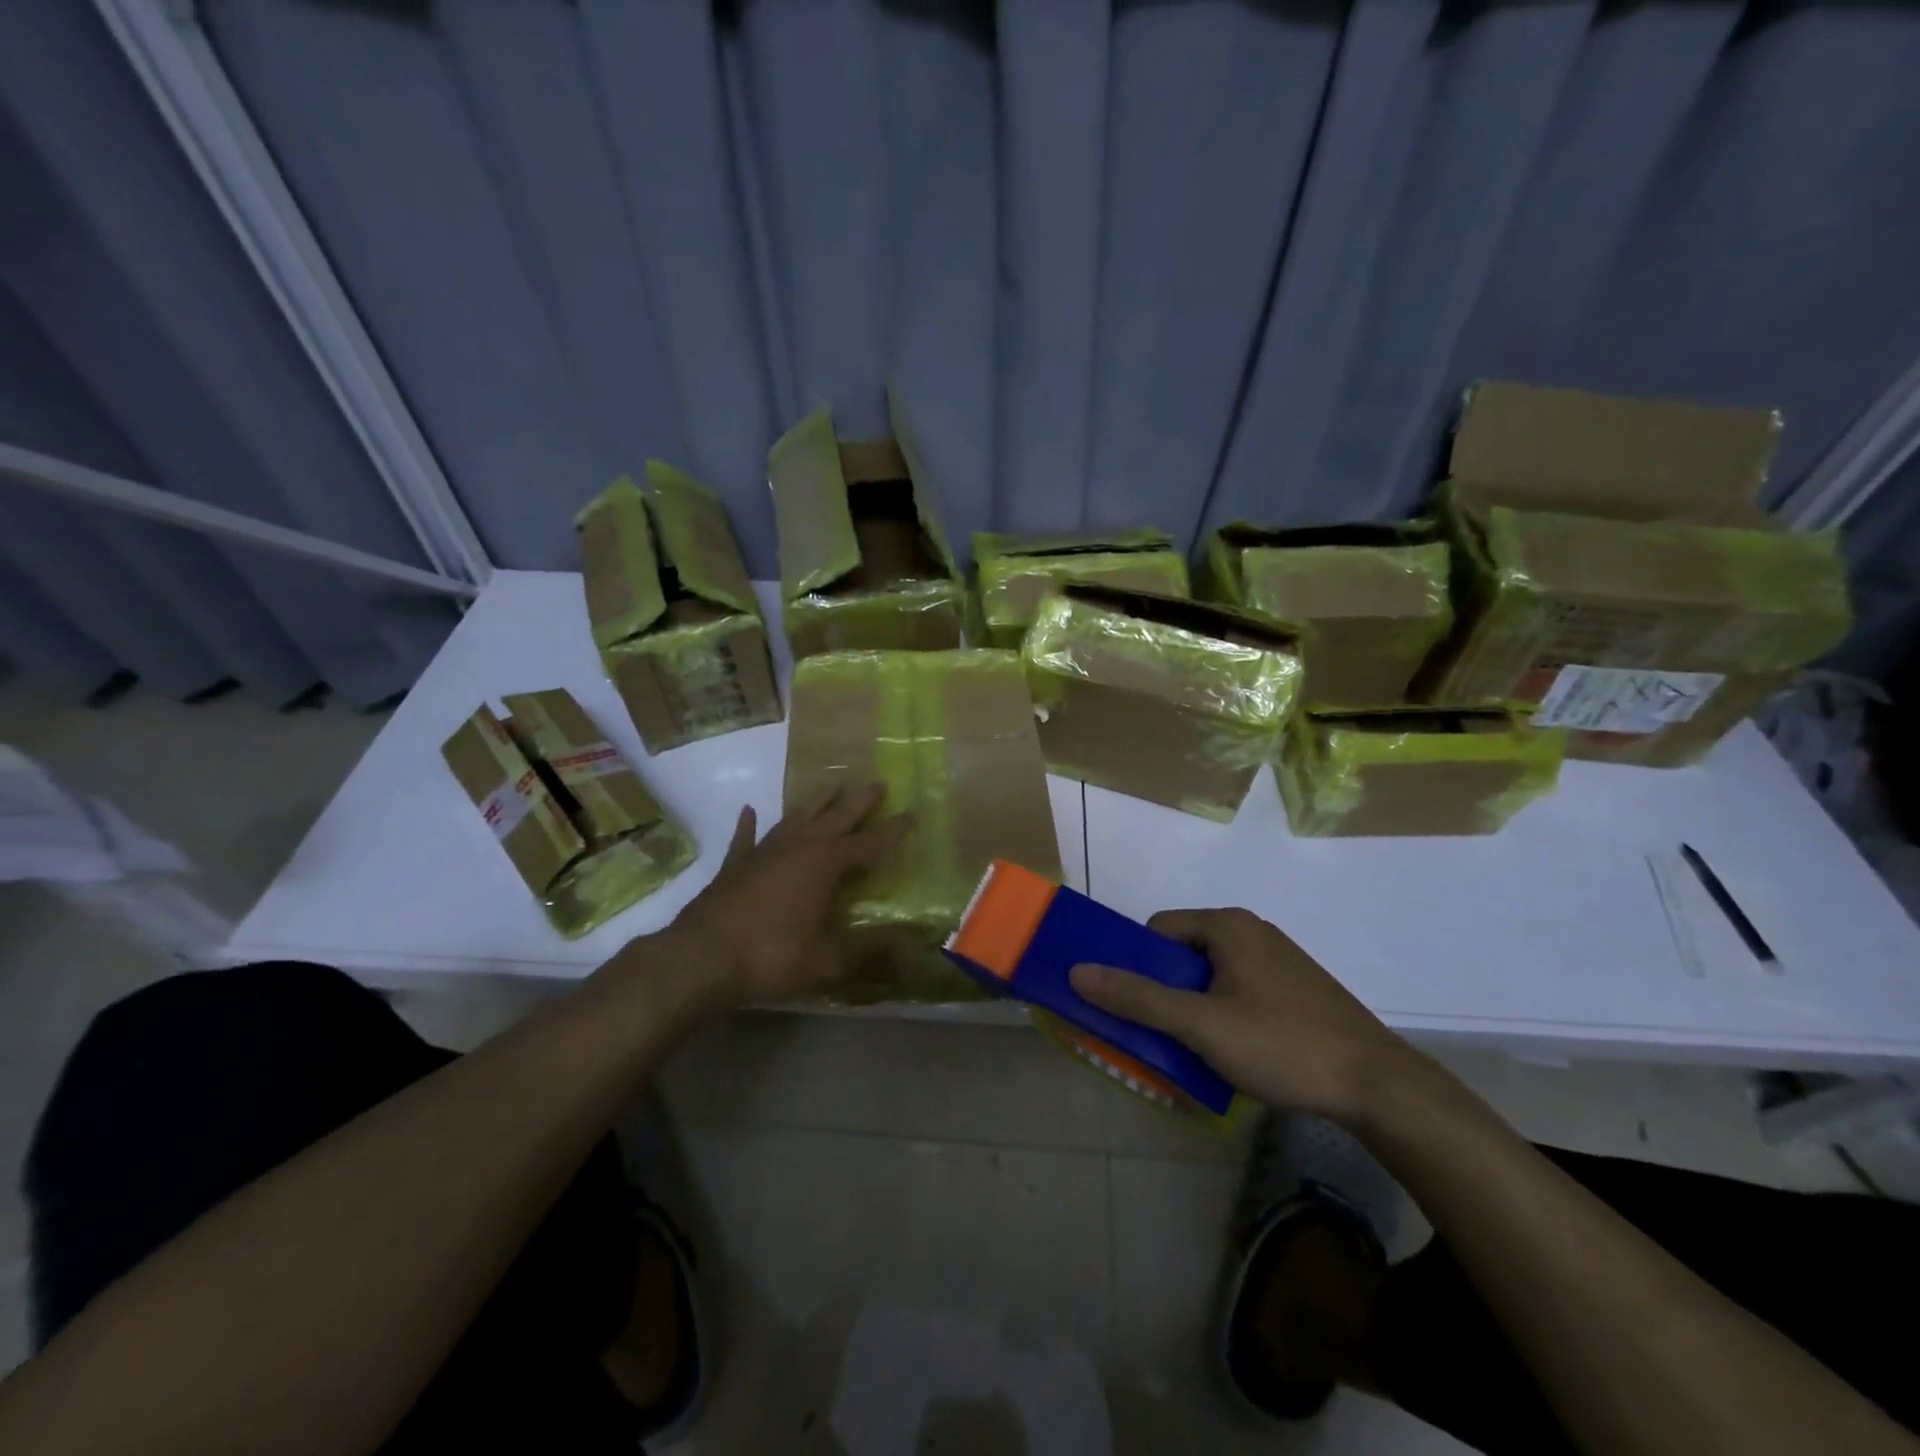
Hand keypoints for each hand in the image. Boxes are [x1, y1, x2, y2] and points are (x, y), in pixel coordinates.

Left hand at [658, 783, 909, 1011]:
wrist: (699, 959)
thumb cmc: (770, 956)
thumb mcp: (827, 960)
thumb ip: (867, 950)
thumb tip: (909, 948)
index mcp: (825, 863)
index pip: (870, 843)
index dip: (894, 831)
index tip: (913, 815)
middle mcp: (798, 846)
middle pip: (836, 816)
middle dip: (859, 801)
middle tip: (877, 783)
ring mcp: (763, 851)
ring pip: (796, 817)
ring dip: (816, 802)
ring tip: (832, 786)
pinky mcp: (734, 864)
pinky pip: (746, 836)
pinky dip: (749, 824)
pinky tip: (750, 810)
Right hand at [1068, 908, 1420, 1122]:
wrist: (1378, 1086)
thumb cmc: (1282, 1044)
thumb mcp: (1201, 1025)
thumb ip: (1138, 997)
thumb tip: (1078, 971)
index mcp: (1228, 925)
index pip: (1159, 929)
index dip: (1139, 965)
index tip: (1137, 1007)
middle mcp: (1252, 931)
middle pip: (1184, 953)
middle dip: (1166, 991)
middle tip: (1162, 1034)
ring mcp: (1278, 960)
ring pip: (1212, 976)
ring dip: (1193, 1007)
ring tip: (1195, 1050)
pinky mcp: (1296, 989)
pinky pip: (1239, 991)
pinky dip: (1223, 1014)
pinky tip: (1234, 1053)